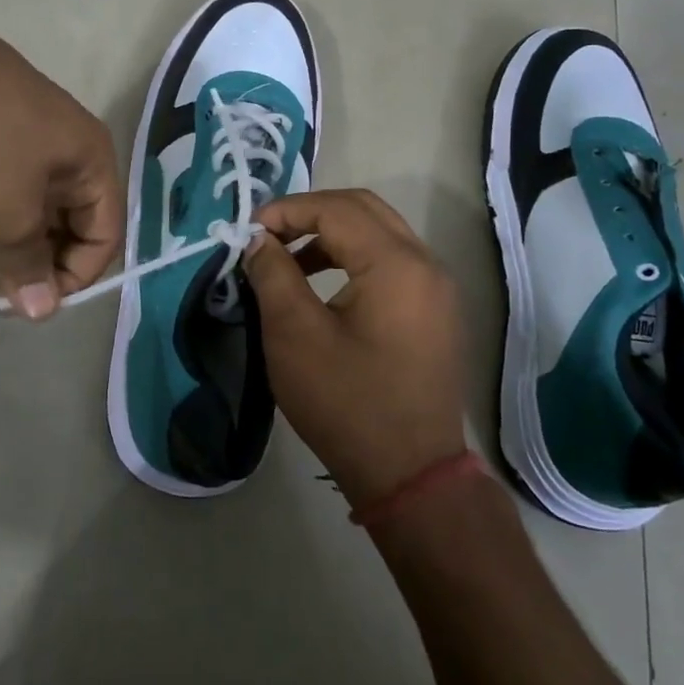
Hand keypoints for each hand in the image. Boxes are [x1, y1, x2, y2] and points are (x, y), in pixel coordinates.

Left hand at [0, 0, 122, 319]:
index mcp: (91, 156)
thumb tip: (42, 312)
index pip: (107, 231)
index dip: (77, 276)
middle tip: (1, 287)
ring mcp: (24, 118)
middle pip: (71, 213)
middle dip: (40, 256)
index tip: (32, 302)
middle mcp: (68, 136)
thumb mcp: (9, 218)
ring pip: (33, 193)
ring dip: (11, 230)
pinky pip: (2, 170)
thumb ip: (29, 267)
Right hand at [242, 190, 468, 505]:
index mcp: (396, 263)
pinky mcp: (434, 311)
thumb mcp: (294, 334)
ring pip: (379, 233)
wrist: (410, 475)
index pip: (335, 209)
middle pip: (363, 209)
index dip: (286, 211)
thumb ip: (273, 273)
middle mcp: (425, 263)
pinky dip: (352, 258)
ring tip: (287, 261)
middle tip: (268, 235)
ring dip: (331, 235)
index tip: (248, 232)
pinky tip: (320, 285)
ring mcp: (436, 287)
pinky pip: (391, 261)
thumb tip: (257, 239)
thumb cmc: (347, 403)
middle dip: (310, 213)